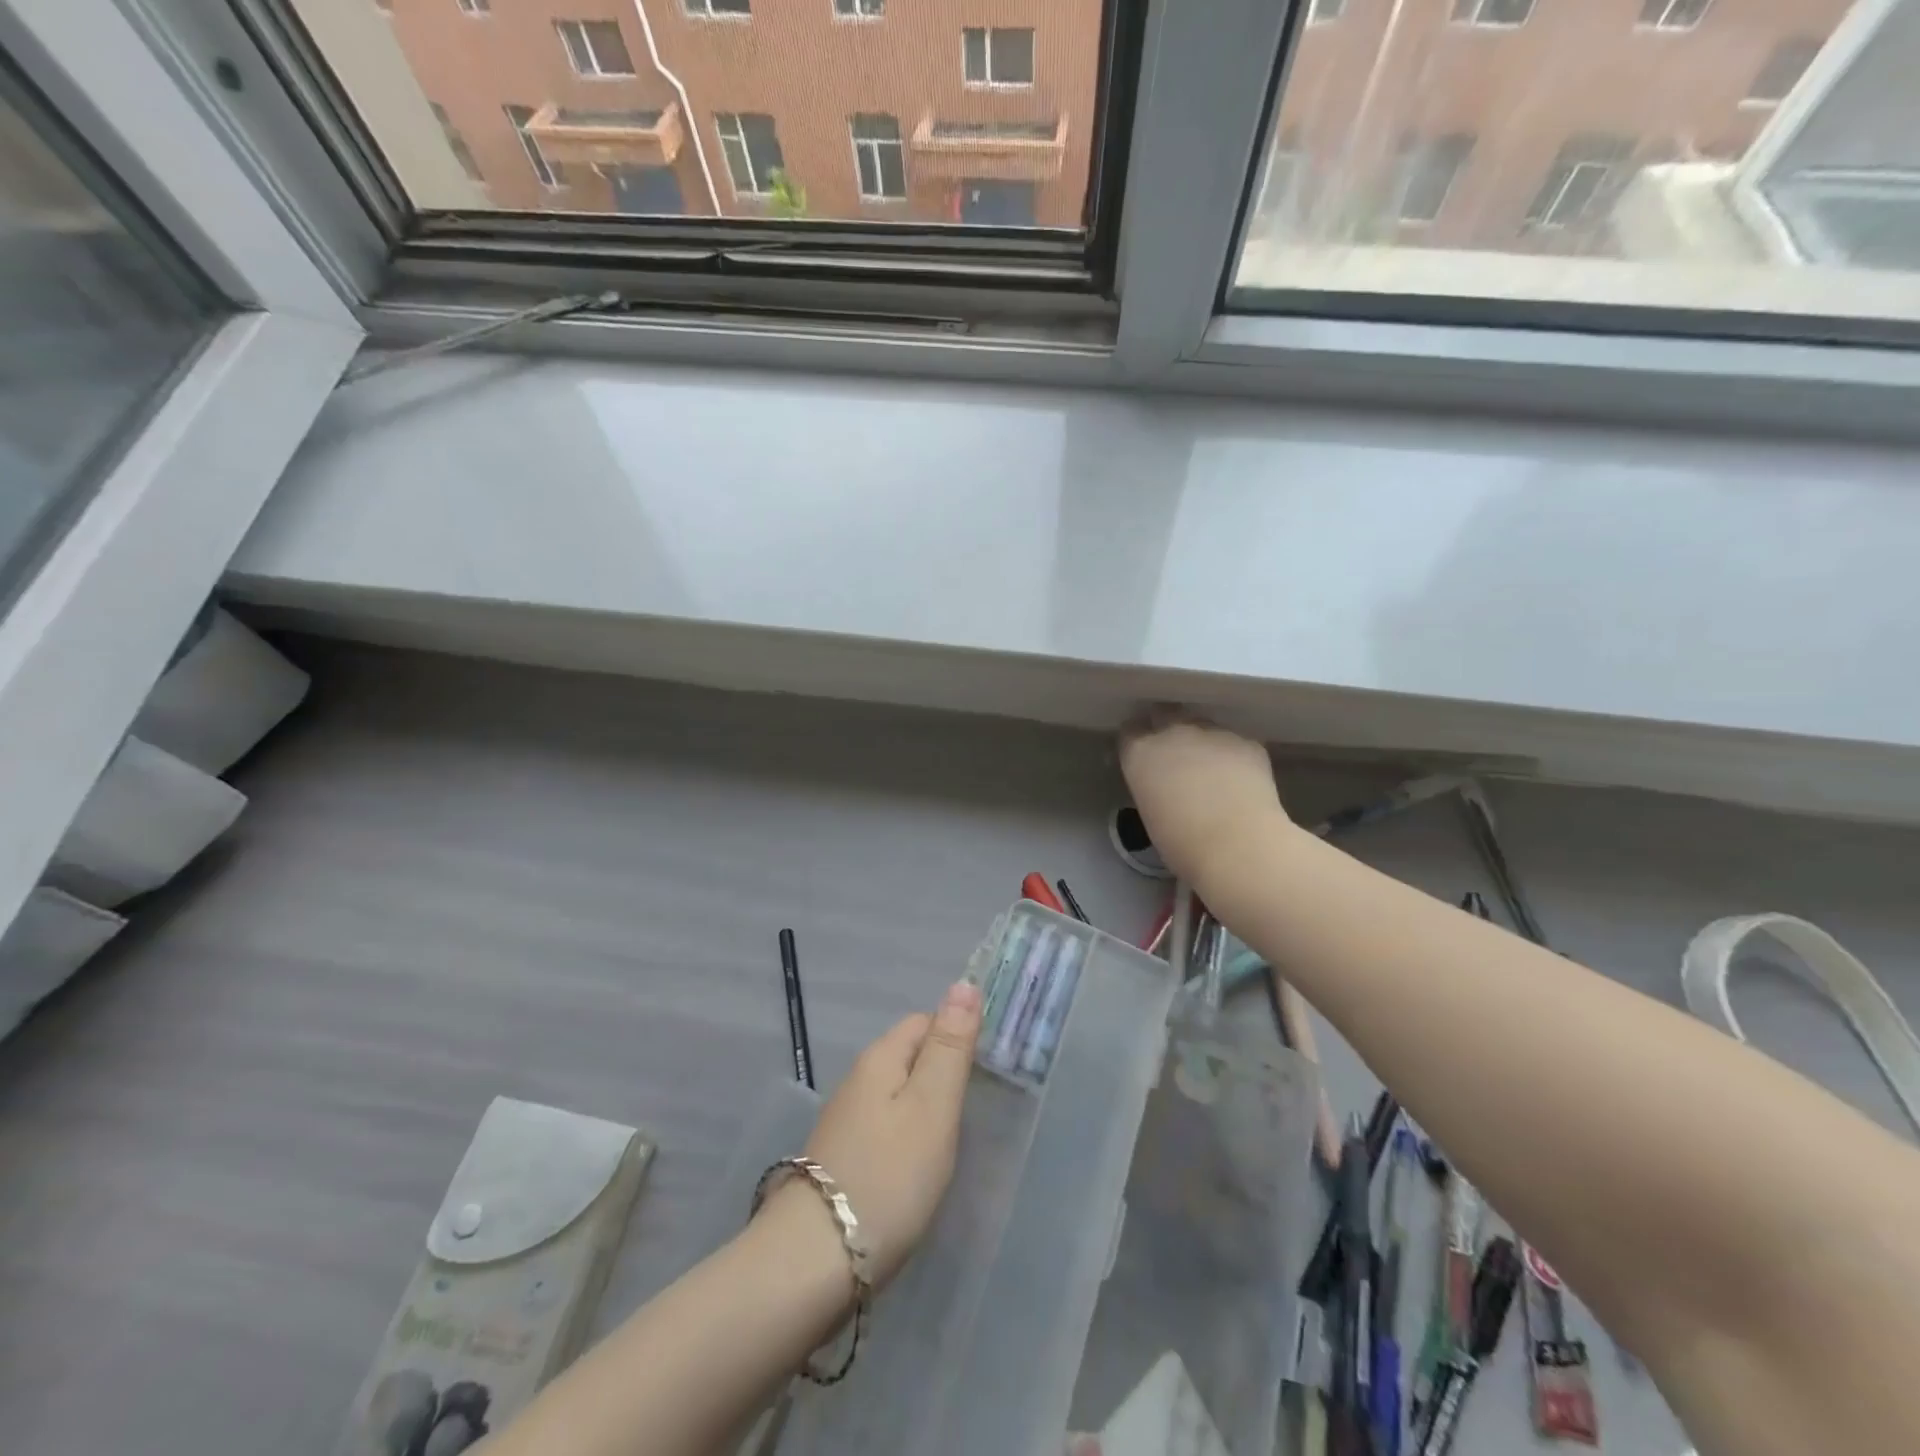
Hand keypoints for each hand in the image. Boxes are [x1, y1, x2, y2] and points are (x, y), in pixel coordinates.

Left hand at [796, 980, 983, 1285]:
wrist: (813, 1262)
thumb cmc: (888, 1176)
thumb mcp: (932, 1106)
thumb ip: (949, 1047)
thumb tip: (964, 984)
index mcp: (880, 1059)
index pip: (924, 1022)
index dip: (957, 1035)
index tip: (986, 1069)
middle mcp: (857, 1081)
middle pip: (908, 1057)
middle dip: (941, 1073)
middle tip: (974, 1110)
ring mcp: (844, 1122)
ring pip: (895, 1096)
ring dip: (924, 1108)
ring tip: (950, 1142)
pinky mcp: (839, 1160)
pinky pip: (883, 1129)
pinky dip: (905, 1139)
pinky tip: (916, 1169)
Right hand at [1118, 707, 1289, 886]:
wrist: (1238, 846)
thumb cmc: (1183, 844)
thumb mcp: (1150, 813)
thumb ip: (1153, 785)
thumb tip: (1167, 785)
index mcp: (1140, 753)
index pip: (1130, 731)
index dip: (1138, 741)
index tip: (1145, 756)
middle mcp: (1173, 732)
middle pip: (1165, 714)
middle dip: (1167, 726)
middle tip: (1177, 754)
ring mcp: (1213, 732)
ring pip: (1203, 726)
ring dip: (1203, 741)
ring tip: (1214, 769)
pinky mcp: (1247, 741)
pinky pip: (1235, 742)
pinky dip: (1235, 756)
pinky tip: (1242, 780)